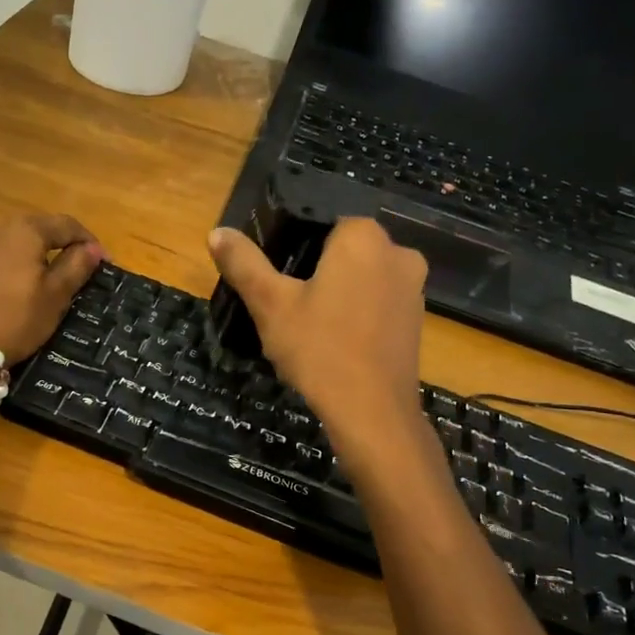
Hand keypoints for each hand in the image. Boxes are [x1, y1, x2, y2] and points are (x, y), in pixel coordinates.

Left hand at [0, 214, 101, 365]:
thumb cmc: (14, 323)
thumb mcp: (54, 299)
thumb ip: (75, 267)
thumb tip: (92, 248)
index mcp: (20, 231)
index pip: (62, 225)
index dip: (84, 240)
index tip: (98, 259)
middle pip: (20, 234)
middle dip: (37, 252)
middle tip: (47, 280)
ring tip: (4, 291)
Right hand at [207, 218, 427, 453]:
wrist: (371, 411)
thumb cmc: (318, 349)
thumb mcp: (270, 304)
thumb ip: (244, 263)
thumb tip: (217, 232)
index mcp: (363, 237)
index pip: (323, 224)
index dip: (295, 247)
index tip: (277, 279)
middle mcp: (398, 252)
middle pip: (345, 251)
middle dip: (317, 271)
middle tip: (288, 305)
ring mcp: (414, 288)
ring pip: (363, 278)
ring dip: (339, 293)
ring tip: (309, 326)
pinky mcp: (417, 321)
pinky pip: (379, 304)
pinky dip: (358, 315)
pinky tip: (336, 343)